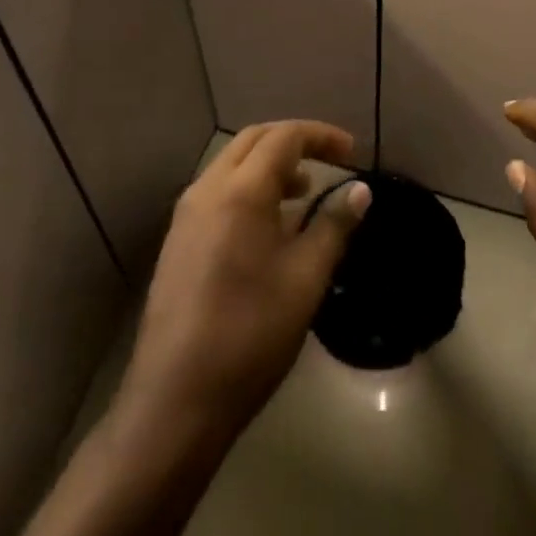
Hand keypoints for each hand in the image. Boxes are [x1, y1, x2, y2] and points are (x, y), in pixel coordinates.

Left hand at [122, 118, 371, 438]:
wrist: (175, 399)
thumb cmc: (251, 333)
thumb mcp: (306, 278)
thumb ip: (333, 225)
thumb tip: (360, 190)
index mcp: (240, 190)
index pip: (285, 137)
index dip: (322, 135)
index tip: (352, 152)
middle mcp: (207, 189)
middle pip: (254, 140)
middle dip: (294, 141)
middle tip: (330, 160)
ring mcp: (186, 215)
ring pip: (232, 165)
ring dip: (270, 165)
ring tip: (304, 192)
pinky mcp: (177, 241)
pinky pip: (217, 192)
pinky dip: (249, 188)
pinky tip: (269, 226)